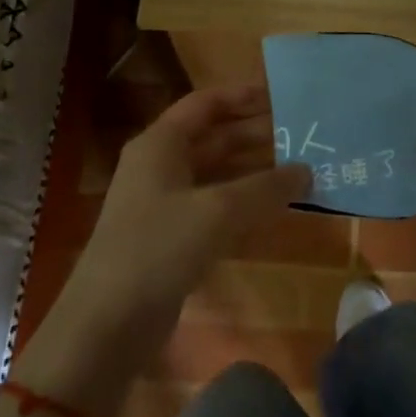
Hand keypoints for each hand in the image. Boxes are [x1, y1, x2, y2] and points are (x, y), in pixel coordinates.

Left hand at [60, 83, 309, 348]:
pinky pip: (215, 206)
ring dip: (255, 169)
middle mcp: (161, 165)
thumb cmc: (159, 248)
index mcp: (161, 144)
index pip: (205, 104)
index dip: (242, 96)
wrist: (109, 321)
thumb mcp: (218, 211)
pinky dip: (244, 202)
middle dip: (256, 133)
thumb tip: (306, 171)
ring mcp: (165, 203)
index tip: (282, 94)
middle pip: (214, 137)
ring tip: (300, 167)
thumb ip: (266, 187)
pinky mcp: (173, 236)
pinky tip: (275, 207)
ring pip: (217, 173)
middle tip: (303, 134)